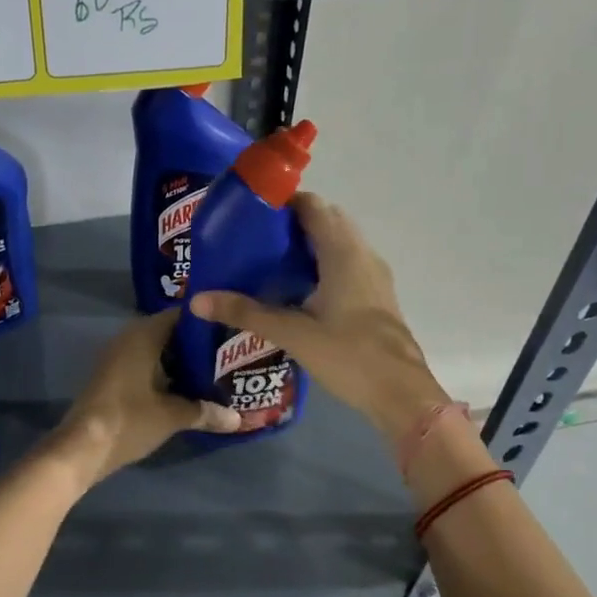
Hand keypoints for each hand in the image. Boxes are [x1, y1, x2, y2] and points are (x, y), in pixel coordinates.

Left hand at [46, 310, 240, 488]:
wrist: (82, 447)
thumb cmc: (129, 419)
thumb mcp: (173, 416)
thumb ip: (205, 412)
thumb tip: (237, 419)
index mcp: (144, 334)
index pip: (182, 315)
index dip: (208, 322)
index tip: (232, 332)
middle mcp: (129, 337)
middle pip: (171, 333)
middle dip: (198, 345)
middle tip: (230, 355)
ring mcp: (118, 357)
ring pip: (159, 351)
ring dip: (182, 362)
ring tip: (216, 372)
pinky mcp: (114, 377)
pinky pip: (146, 365)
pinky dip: (166, 373)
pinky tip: (188, 389)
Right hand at [191, 192, 448, 438]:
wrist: (400, 393)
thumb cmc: (349, 356)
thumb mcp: (292, 333)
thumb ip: (246, 313)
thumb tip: (197, 300)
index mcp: (343, 252)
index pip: (312, 205)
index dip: (282, 203)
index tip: (250, 215)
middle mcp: (362, 253)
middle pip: (326, 219)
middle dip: (292, 223)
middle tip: (255, 241)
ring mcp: (374, 274)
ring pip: (339, 242)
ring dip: (309, 244)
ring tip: (270, 262)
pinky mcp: (377, 294)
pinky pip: (347, 262)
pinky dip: (323, 263)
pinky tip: (299, 289)